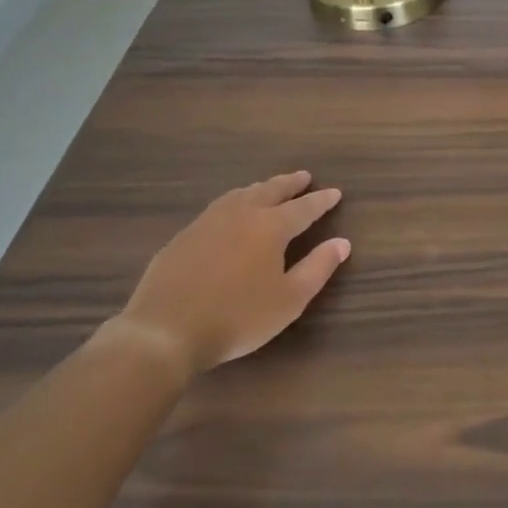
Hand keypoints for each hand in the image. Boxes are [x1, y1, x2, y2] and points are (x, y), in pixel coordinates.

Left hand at [113, 172, 348, 374]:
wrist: (166, 331)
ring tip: (269, 188)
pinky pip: (217, 208)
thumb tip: (342, 243)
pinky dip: (235, 202)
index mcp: (271, 227)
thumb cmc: (238, 317)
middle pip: (270, 191)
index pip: (303, 208)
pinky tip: (230, 212)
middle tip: (304, 177)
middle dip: (290, 183)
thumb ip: (318, 268)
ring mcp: (207, 222)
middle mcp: (241, 215)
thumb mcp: (290, 299)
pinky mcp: (183, 236)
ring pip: (240, 194)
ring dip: (260, 188)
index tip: (335, 192)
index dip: (321, 200)